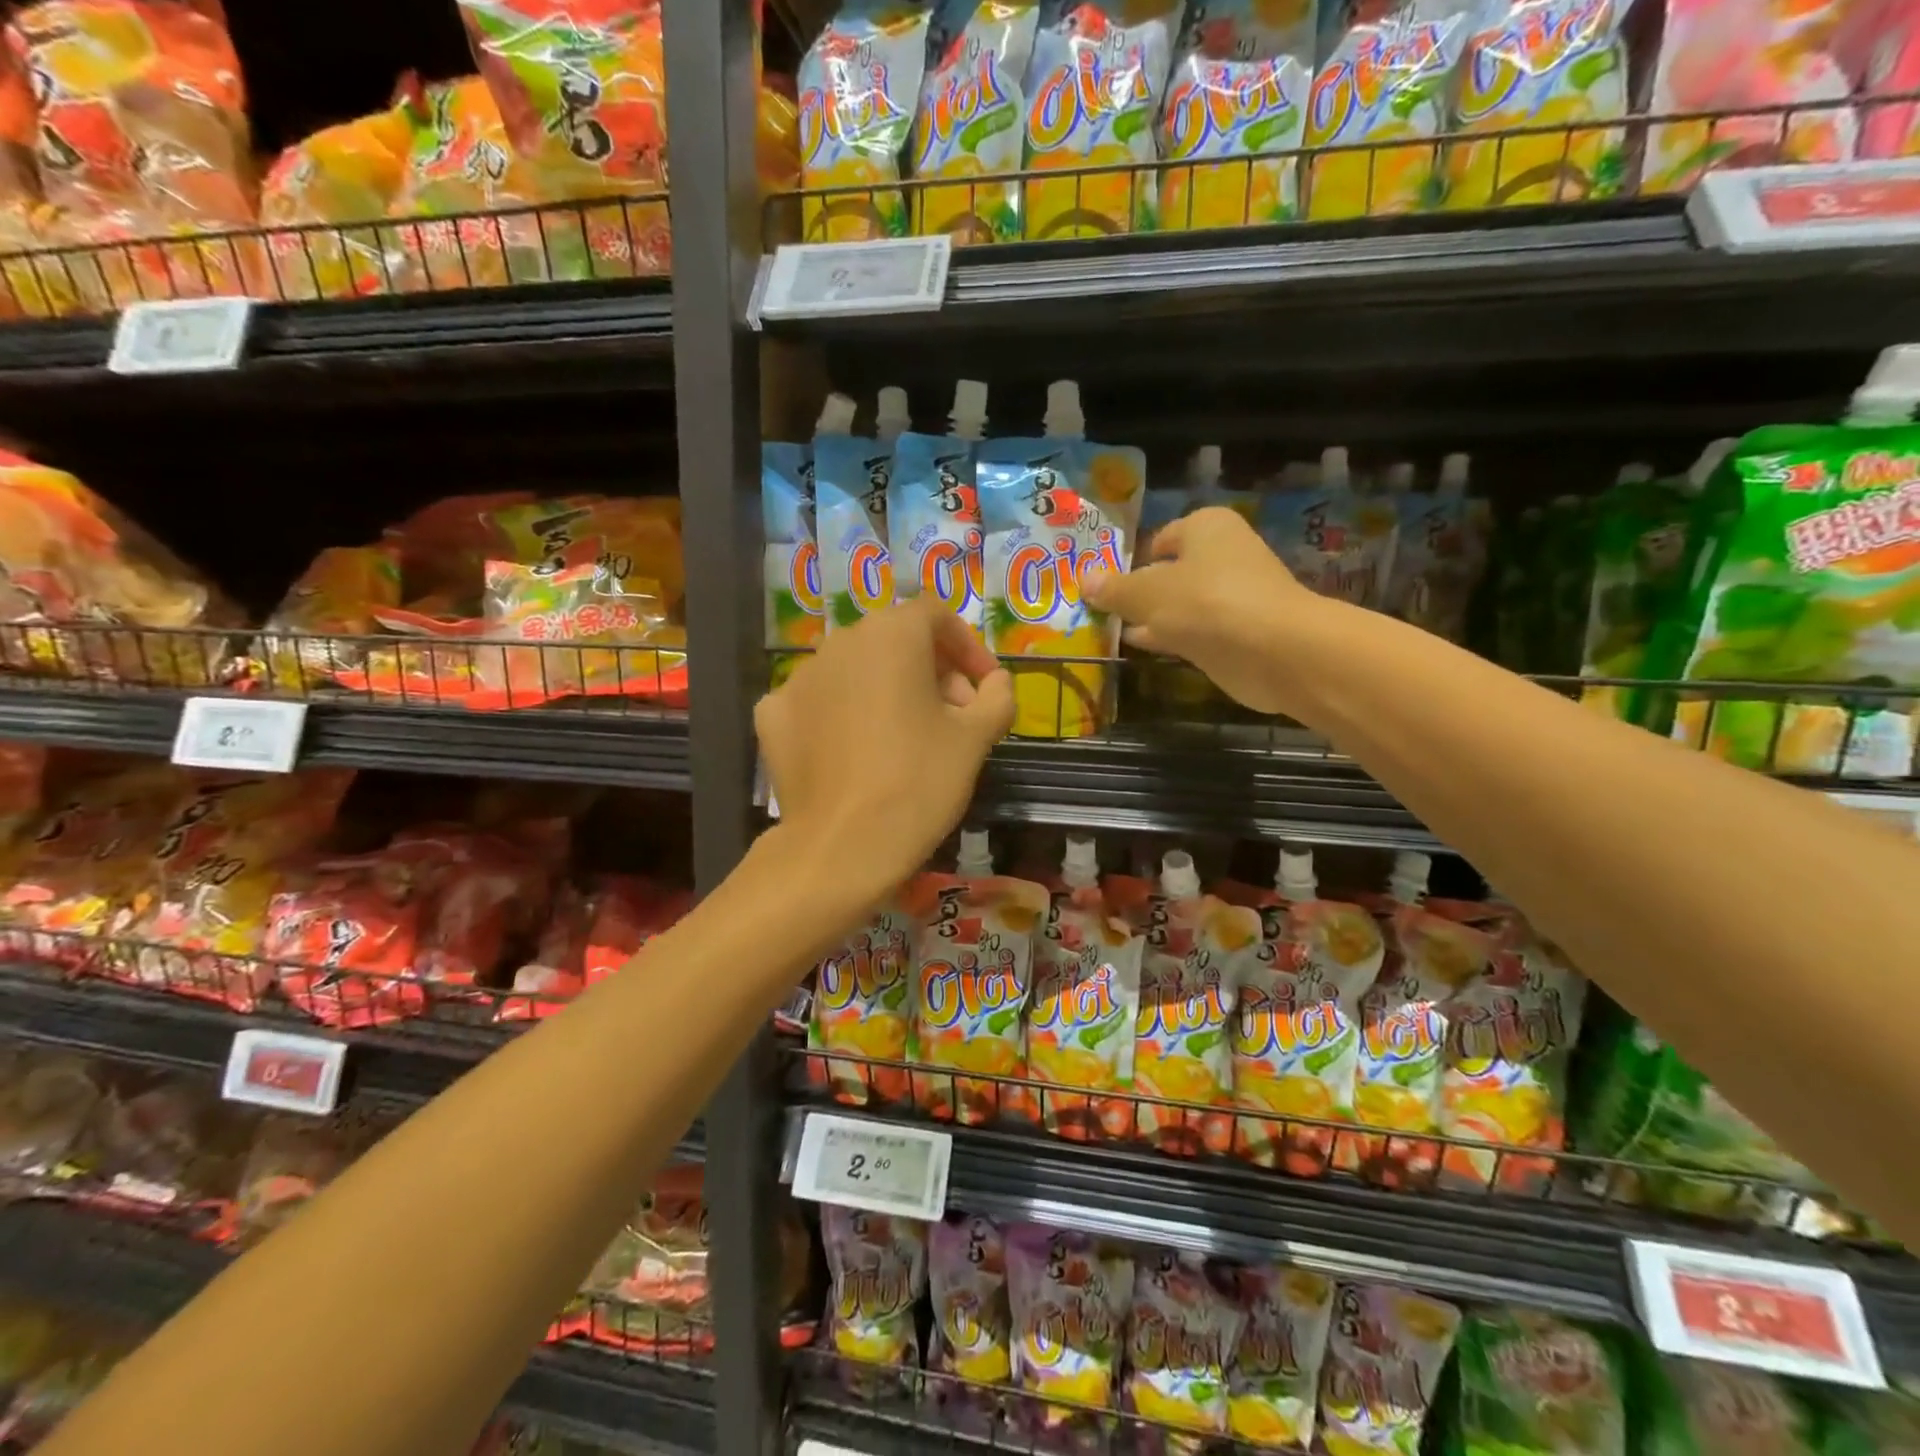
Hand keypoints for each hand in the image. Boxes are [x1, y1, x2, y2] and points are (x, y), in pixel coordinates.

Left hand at [756, 597, 1012, 904]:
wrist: (841, 848)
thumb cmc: (919, 782)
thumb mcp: (976, 738)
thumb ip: (997, 696)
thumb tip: (995, 682)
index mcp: (891, 634)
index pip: (936, 615)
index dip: (968, 646)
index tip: (983, 688)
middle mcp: (840, 642)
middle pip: (895, 641)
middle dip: (931, 671)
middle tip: (954, 717)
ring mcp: (799, 677)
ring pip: (856, 669)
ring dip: (887, 690)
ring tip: (907, 737)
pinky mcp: (772, 714)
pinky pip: (819, 702)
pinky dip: (842, 715)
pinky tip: (856, 752)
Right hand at [1085, 506, 1329, 716]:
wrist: (1274, 651)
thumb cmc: (1206, 604)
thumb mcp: (1147, 594)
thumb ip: (1114, 589)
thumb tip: (1083, 580)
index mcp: (1206, 527)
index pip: (1161, 538)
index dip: (1132, 559)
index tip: (1105, 585)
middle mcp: (1224, 554)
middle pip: (1170, 572)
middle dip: (1140, 591)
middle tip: (1102, 610)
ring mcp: (1233, 596)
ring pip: (1181, 604)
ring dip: (1153, 617)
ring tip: (1112, 631)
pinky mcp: (1237, 633)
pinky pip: (1194, 631)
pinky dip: (1171, 638)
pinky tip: (1143, 649)